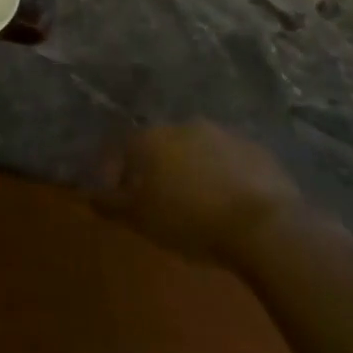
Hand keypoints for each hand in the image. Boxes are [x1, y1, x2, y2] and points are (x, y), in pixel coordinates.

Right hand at [94, 121, 302, 261]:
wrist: (266, 226)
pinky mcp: (257, 150)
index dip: (121, 173)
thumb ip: (110, 204)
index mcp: (151, 139)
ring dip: (194, 169)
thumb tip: (86, 195)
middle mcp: (184, 126)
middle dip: (159, 169)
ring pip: (198, 150)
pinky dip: (226, 175)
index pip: (124, 149)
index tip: (126, 198)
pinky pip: (231, 161)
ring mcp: (224, 134)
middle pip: (162, 146)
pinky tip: (232, 202)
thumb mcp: (141, 220)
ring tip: (200, 202)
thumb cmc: (190, 220)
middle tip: (164, 201)